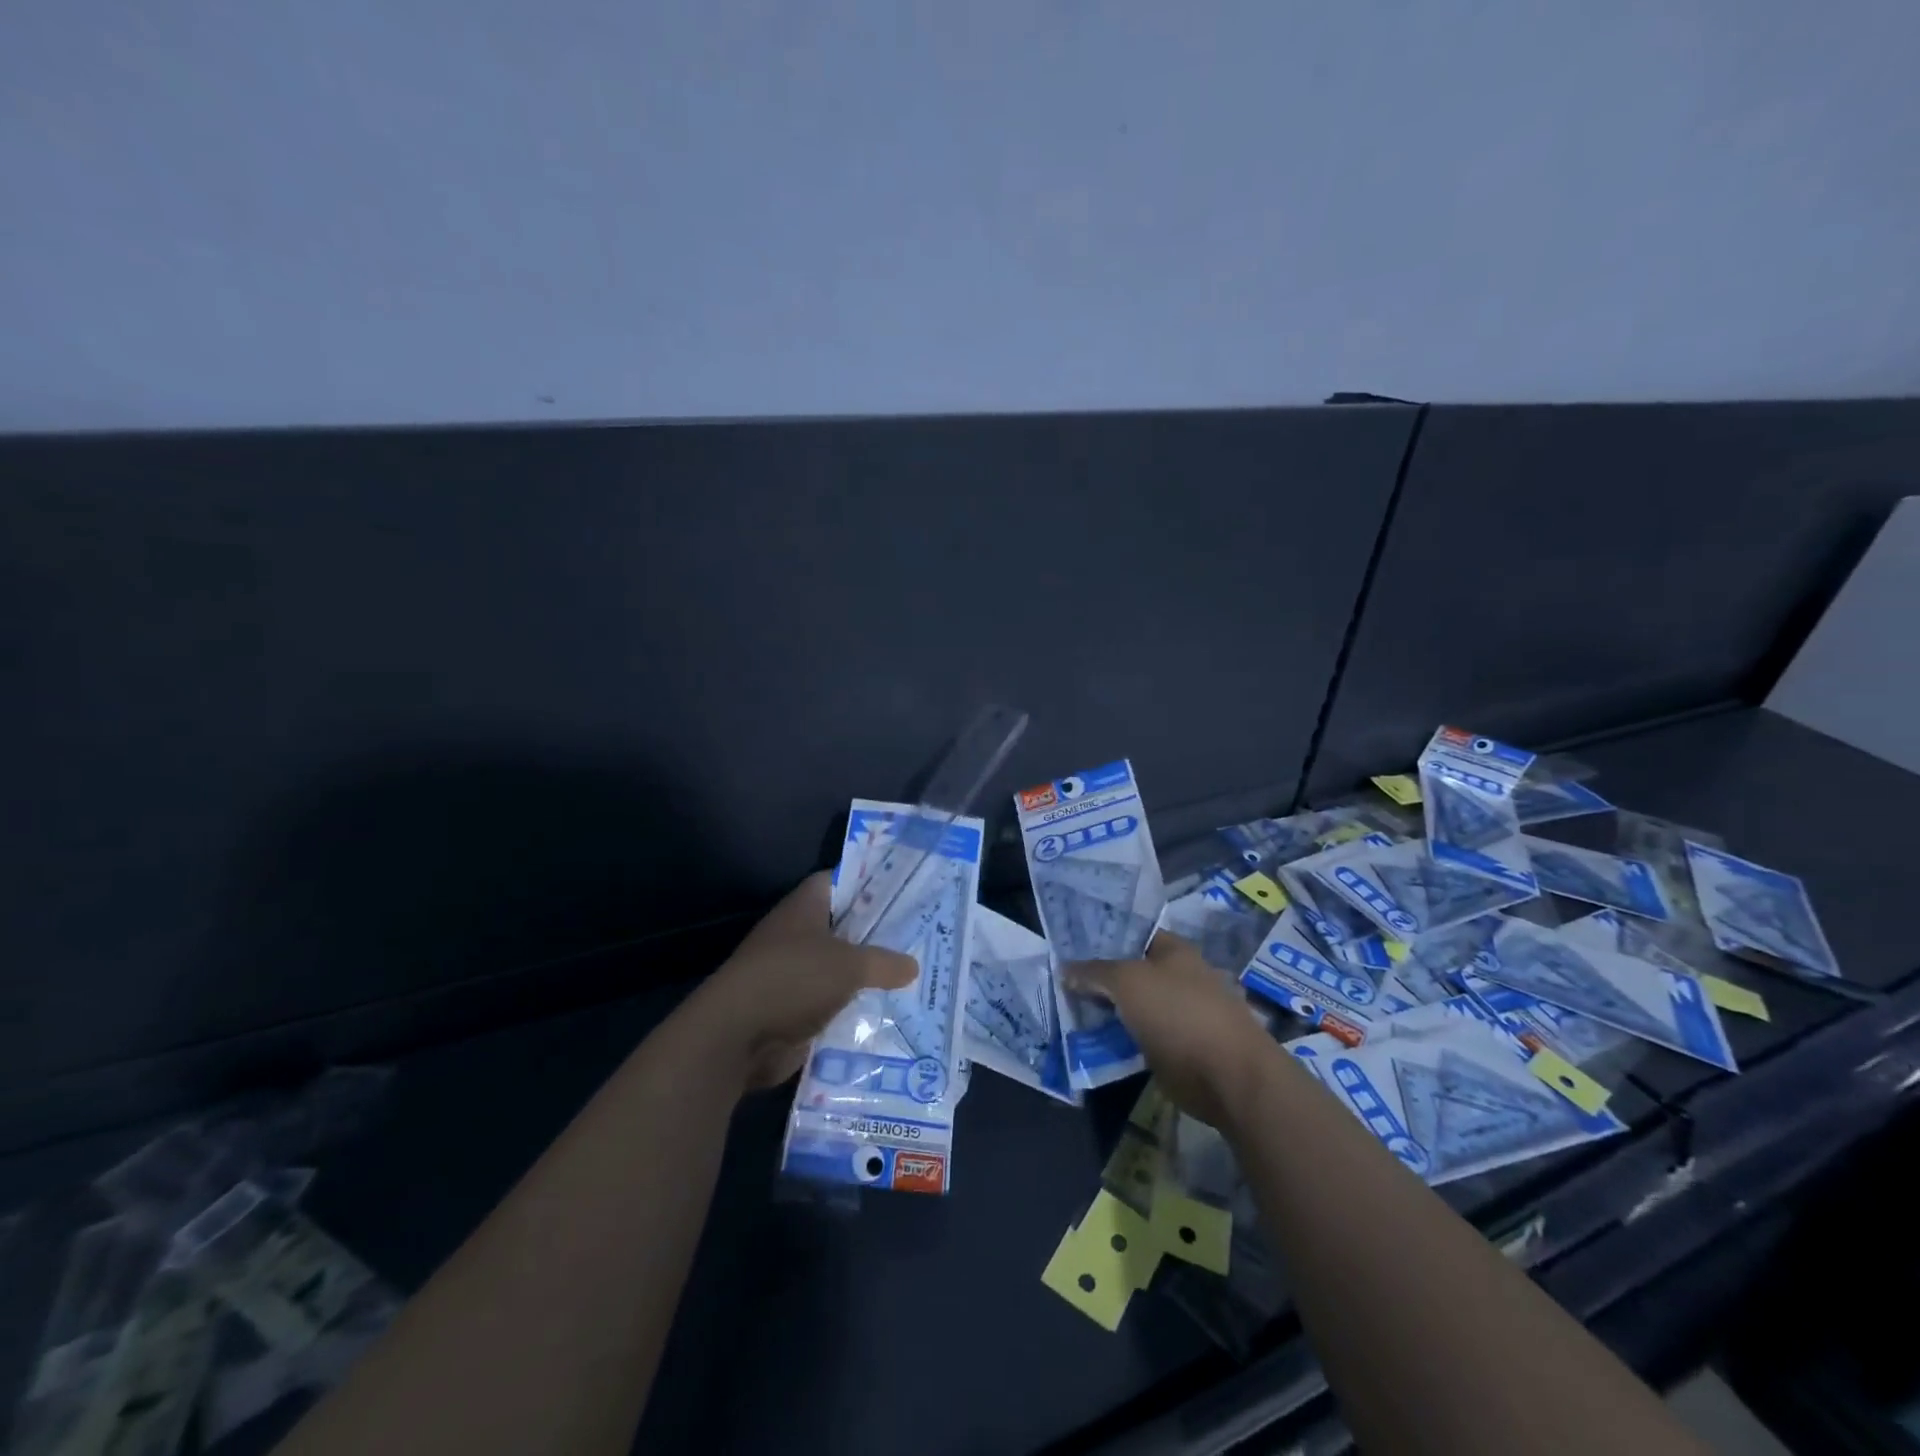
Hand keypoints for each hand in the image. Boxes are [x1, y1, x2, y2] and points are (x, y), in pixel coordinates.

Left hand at [685, 872, 916, 1093]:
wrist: (737, 1038)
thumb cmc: (793, 980)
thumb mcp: (849, 965)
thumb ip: (884, 962)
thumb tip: (913, 966)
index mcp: (804, 908)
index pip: (838, 880)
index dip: (868, 880)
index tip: (903, 887)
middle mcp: (797, 935)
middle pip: (843, 926)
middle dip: (877, 932)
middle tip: (920, 934)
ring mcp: (794, 973)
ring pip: (840, 967)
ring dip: (868, 974)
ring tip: (914, 974)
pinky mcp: (794, 1009)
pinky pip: (833, 1003)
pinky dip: (855, 1007)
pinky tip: (890, 1010)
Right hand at [1066, 932, 1281, 1131]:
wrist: (1228, 1076)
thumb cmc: (1179, 1014)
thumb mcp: (1127, 982)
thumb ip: (1094, 972)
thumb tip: (1065, 969)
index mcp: (1175, 950)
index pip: (1133, 933)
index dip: (1103, 936)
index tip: (1070, 944)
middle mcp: (1180, 977)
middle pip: (1132, 970)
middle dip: (1101, 976)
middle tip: (1063, 979)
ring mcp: (1181, 1014)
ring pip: (1134, 1005)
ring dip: (1108, 1010)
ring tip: (1070, 1010)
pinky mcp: (1179, 1048)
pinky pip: (1140, 1036)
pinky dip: (1120, 1038)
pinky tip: (1093, 1039)